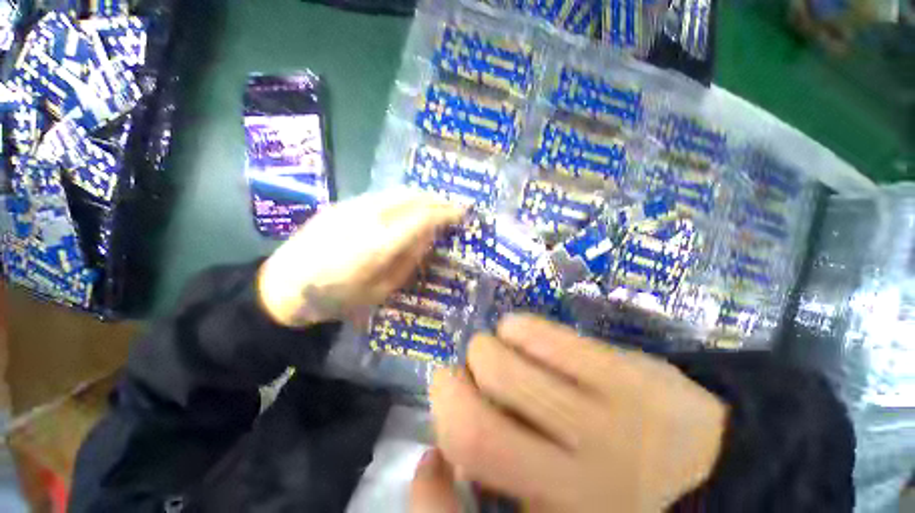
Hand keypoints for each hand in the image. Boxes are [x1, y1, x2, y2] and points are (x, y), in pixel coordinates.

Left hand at [258, 190, 463, 326]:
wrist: (283, 286)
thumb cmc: (337, 298)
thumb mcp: (381, 290)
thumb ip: (408, 260)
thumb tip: (428, 237)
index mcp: (380, 243)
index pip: (423, 217)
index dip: (446, 213)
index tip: (462, 213)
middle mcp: (369, 217)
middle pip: (412, 197)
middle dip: (437, 199)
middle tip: (453, 206)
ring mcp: (353, 206)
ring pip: (397, 192)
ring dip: (421, 195)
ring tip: (435, 204)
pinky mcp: (343, 204)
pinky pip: (382, 195)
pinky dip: (403, 197)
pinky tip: (409, 207)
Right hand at [423, 314, 727, 512]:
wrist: (715, 461)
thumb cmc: (621, 488)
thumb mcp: (554, 504)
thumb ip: (501, 483)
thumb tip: (446, 448)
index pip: (457, 507)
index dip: (428, 483)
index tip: (433, 453)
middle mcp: (574, 487)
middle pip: (472, 427)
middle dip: (448, 389)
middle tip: (457, 376)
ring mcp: (604, 424)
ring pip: (499, 365)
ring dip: (483, 351)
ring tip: (496, 352)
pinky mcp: (622, 374)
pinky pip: (537, 334)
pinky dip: (515, 328)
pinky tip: (522, 334)